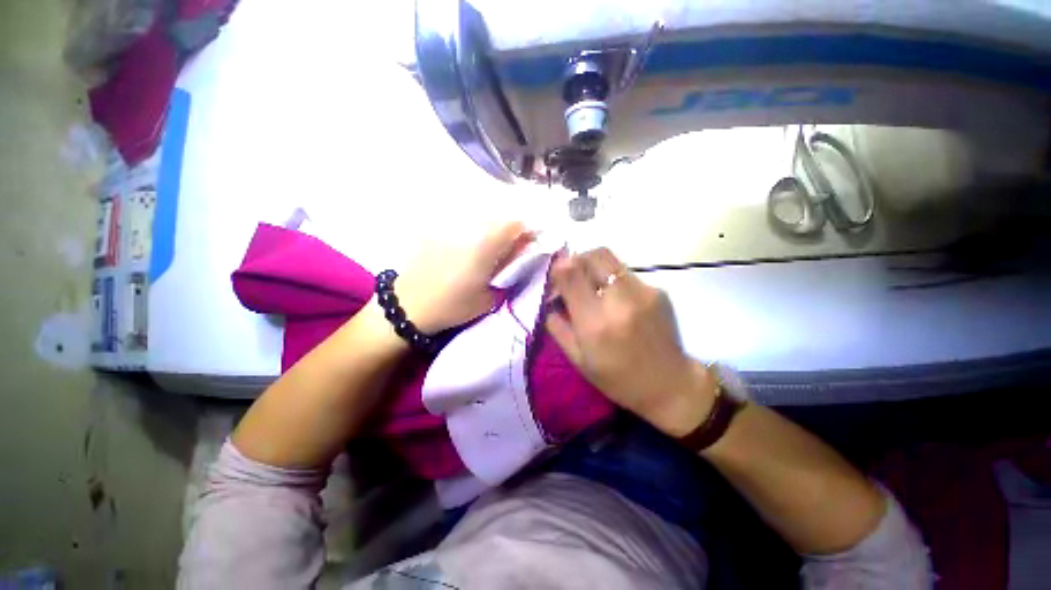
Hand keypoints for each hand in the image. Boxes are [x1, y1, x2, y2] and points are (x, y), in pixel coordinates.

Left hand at [395, 221, 533, 333]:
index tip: (528, 242)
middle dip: (508, 230)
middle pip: (497, 219)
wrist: (409, 306)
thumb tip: (523, 251)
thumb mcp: (489, 297)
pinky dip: (469, 231)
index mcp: (484, 246)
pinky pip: (459, 224)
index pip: (514, 224)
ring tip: (486, 249)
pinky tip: (464, 248)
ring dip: (489, 230)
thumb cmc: (453, 306)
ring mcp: (449, 227)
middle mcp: (467, 230)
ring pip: (478, 220)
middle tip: (508, 248)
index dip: (525, 231)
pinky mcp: (434, 230)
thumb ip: (508, 271)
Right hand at [545, 248, 717, 436]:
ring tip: (594, 288)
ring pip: (611, 260)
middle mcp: (620, 301)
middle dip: (578, 260)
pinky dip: (613, 281)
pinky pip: (626, 275)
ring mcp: (643, 293)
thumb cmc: (617, 379)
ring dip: (595, 268)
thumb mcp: (578, 359)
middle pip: (594, 255)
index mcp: (595, 323)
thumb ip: (558, 326)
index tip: (555, 278)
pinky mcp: (658, 291)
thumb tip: (550, 300)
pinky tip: (617, 300)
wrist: (669, 385)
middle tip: (573, 277)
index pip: (571, 273)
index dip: (558, 268)